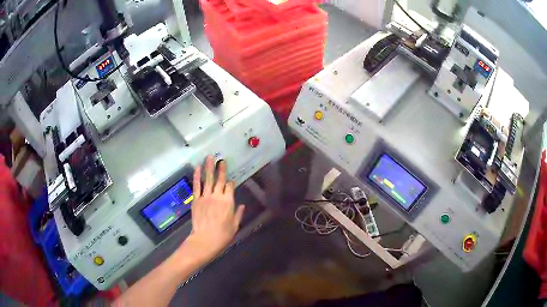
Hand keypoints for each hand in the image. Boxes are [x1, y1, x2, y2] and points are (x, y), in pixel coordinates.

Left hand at [179, 155, 244, 263]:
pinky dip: (197, 176)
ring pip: (208, 179)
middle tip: (221, 159)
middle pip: (220, 179)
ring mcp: (205, 197)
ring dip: (208, 167)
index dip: (231, 182)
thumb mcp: (234, 225)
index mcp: (228, 202)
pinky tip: (198, 168)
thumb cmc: (222, 235)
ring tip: (209, 157)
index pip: (230, 187)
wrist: (205, 240)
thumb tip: (242, 205)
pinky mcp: (196, 200)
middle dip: (221, 168)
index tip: (231, 180)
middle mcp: (217, 196)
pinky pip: (197, 186)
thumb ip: (238, 214)